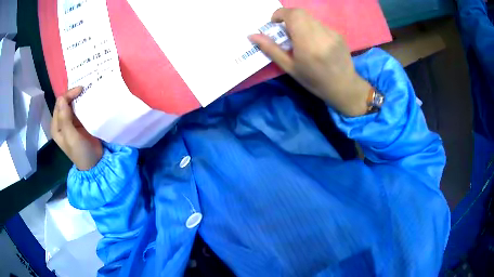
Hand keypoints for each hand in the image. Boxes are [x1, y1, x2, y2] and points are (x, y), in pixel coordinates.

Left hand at [51, 87, 102, 170]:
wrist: (95, 163)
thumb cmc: (81, 152)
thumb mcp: (71, 137)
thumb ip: (65, 120)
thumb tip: (61, 98)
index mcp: (56, 126)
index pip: (59, 104)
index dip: (68, 95)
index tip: (81, 90)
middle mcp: (61, 122)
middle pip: (65, 102)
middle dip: (73, 94)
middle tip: (85, 89)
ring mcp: (70, 123)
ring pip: (72, 105)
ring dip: (79, 98)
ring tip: (88, 91)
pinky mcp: (79, 123)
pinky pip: (79, 109)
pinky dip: (83, 103)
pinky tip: (89, 100)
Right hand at [249, 8, 371, 115]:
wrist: (344, 87)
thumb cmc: (314, 81)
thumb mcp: (290, 68)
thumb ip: (271, 49)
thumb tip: (252, 36)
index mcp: (307, 43)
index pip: (293, 14)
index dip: (280, 13)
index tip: (274, 22)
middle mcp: (321, 34)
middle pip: (301, 13)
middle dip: (289, 17)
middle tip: (286, 31)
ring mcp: (332, 32)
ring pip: (310, 18)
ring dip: (301, 23)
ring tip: (301, 40)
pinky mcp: (338, 34)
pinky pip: (320, 24)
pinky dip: (312, 29)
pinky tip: (315, 44)